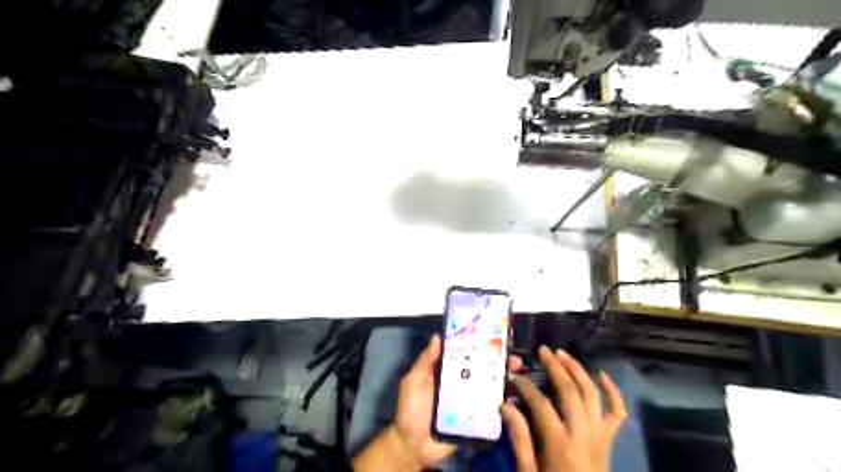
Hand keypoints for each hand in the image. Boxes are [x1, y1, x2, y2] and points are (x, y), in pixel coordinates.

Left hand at [392, 334, 519, 466]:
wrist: (414, 446)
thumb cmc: (411, 409)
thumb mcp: (414, 381)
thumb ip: (425, 361)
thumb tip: (438, 336)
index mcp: (446, 372)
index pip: (465, 354)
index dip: (478, 346)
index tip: (494, 337)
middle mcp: (460, 383)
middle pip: (481, 369)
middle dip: (498, 362)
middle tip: (514, 359)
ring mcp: (469, 401)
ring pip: (489, 387)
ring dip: (503, 381)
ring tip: (517, 375)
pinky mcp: (474, 419)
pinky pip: (490, 409)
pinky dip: (502, 403)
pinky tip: (515, 398)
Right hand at [499, 345, 622, 471]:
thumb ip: (519, 439)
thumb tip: (506, 406)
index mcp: (560, 445)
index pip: (541, 404)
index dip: (526, 387)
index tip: (514, 377)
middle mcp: (583, 434)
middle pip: (570, 391)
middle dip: (556, 367)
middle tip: (543, 350)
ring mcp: (600, 435)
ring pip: (592, 394)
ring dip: (578, 370)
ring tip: (564, 354)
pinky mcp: (609, 439)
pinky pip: (617, 412)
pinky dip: (613, 392)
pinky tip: (602, 375)